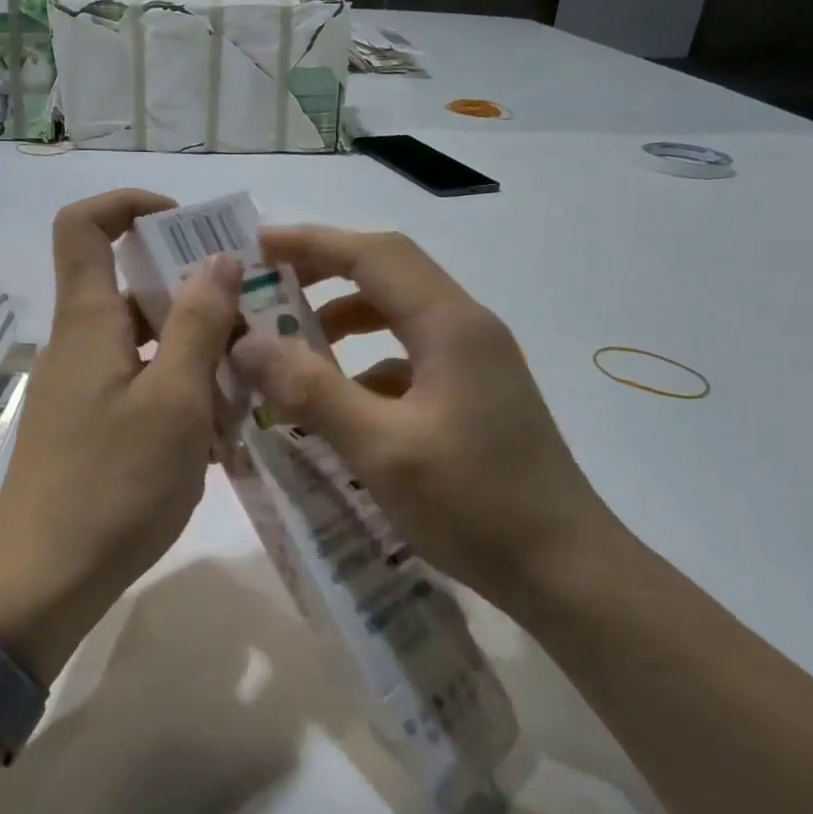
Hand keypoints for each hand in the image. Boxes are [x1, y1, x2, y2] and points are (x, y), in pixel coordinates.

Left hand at [0, 191, 240, 670]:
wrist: (44, 581)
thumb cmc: (113, 484)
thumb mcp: (173, 401)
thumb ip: (197, 324)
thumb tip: (216, 258)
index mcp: (88, 321)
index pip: (85, 225)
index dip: (131, 205)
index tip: (189, 225)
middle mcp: (80, 344)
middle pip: (132, 287)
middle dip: (195, 294)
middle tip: (255, 319)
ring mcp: (84, 389)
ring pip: (147, 343)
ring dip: (197, 352)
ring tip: (250, 384)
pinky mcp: (92, 428)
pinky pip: (143, 388)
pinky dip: (182, 393)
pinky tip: (222, 432)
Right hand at [231, 226, 613, 603]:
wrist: (564, 570)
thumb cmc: (474, 504)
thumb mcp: (381, 448)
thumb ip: (311, 390)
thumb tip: (247, 343)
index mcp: (450, 325)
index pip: (374, 255)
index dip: (312, 243)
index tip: (257, 248)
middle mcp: (466, 329)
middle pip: (388, 275)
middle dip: (324, 274)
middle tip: (268, 293)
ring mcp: (474, 363)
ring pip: (398, 317)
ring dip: (343, 322)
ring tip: (292, 351)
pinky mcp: (473, 396)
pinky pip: (408, 359)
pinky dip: (364, 366)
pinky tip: (338, 405)